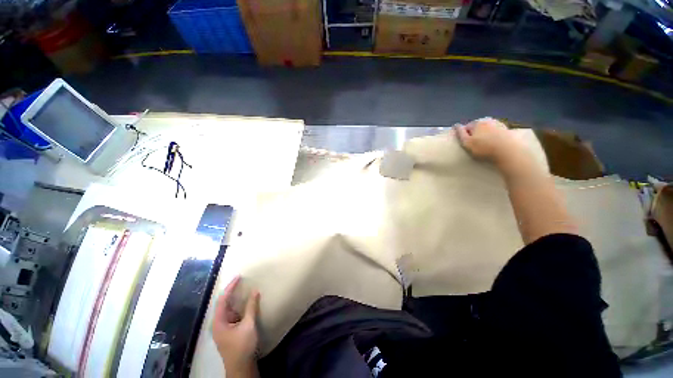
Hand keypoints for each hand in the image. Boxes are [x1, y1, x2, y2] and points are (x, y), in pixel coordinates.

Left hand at [212, 276, 259, 374]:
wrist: (241, 367)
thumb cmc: (242, 346)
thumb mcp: (248, 325)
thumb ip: (251, 307)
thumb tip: (255, 290)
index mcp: (219, 322)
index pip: (223, 300)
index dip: (230, 287)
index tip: (238, 276)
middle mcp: (219, 324)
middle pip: (224, 304)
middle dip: (232, 292)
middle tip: (242, 281)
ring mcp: (224, 328)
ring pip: (229, 310)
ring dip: (236, 299)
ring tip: (244, 289)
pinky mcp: (230, 332)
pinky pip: (234, 315)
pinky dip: (240, 307)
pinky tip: (246, 304)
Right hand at [456, 117, 524, 168]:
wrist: (508, 151)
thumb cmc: (483, 148)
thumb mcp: (466, 143)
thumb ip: (460, 133)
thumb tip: (456, 125)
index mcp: (477, 123)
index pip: (466, 126)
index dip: (464, 134)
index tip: (465, 143)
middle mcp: (488, 120)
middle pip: (478, 126)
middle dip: (475, 133)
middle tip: (475, 144)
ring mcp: (499, 124)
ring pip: (488, 129)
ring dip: (485, 134)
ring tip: (485, 144)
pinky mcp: (508, 131)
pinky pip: (497, 132)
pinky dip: (494, 136)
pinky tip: (494, 144)